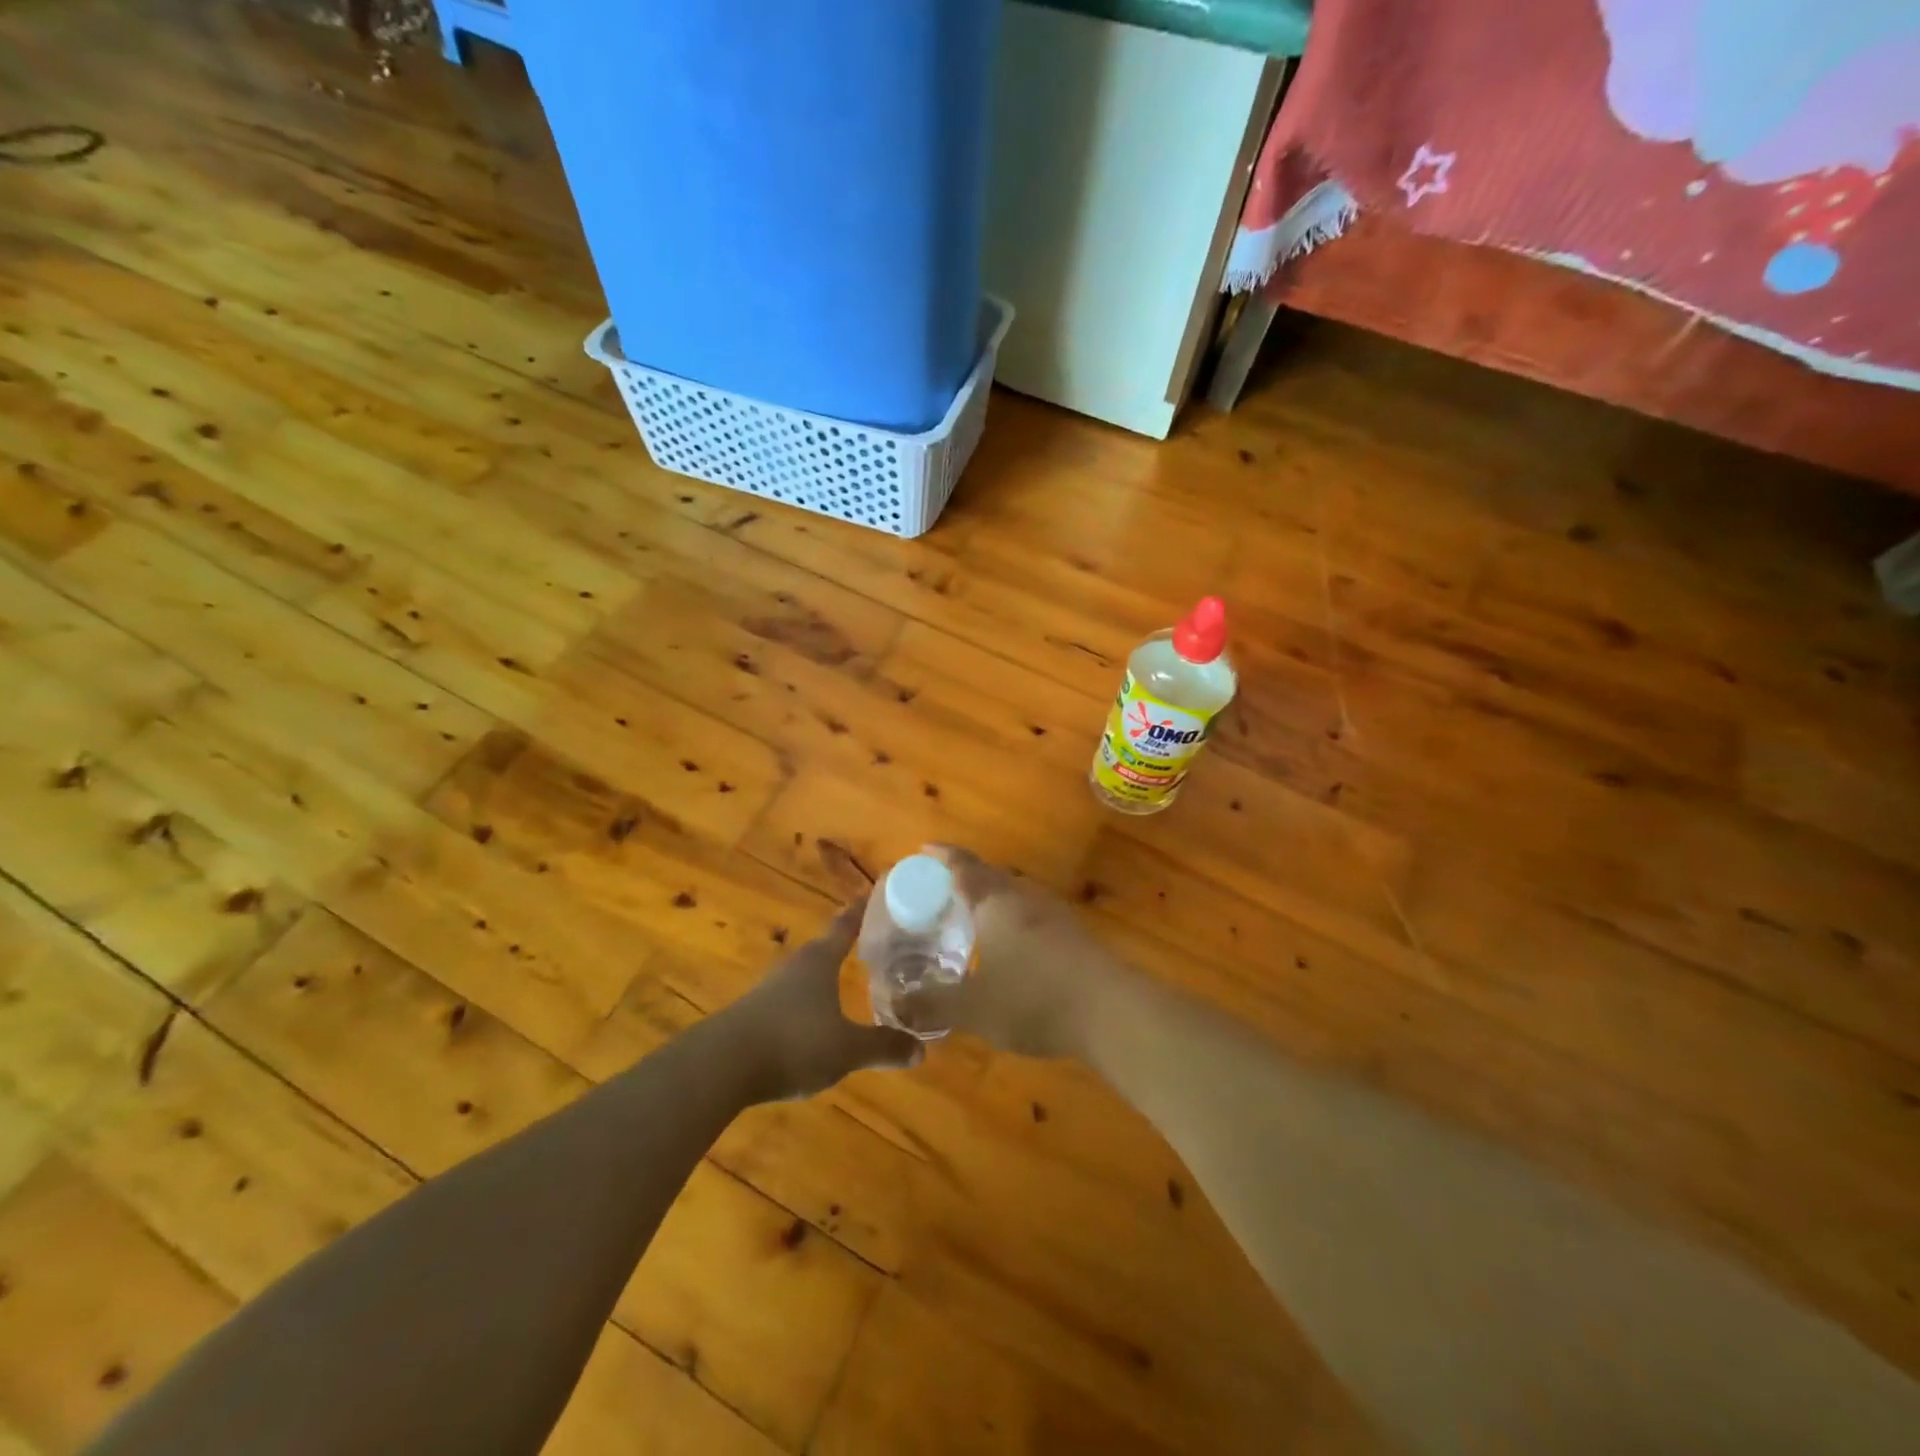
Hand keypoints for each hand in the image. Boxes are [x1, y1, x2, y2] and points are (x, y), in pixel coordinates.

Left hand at [729, 898, 923, 1099]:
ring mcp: (770, 988)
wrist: (721, 1066)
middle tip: (873, 942)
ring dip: (825, 974)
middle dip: (846, 943)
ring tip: (846, 979)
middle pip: (825, 946)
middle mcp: (796, 965)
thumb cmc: (793, 1042)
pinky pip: (790, 998)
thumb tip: (921, 1050)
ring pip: (806, 973)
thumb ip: (882, 1046)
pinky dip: (807, 1000)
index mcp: (820, 960)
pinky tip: (814, 1019)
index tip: (876, 892)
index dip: (862, 909)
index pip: (846, 924)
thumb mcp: (846, 1049)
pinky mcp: (754, 1012)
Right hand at [927, 845, 1119, 1059]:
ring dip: (991, 899)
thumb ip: (932, 1004)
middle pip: (991, 876)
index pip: (964, 866)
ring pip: (1014, 895)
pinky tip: (1009, 947)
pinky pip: (1031, 915)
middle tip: (940, 892)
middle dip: (965, 878)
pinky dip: (1011, 920)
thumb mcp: (974, 1009)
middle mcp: (1024, 898)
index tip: (925, 849)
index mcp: (995, 903)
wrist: (1111, 1011)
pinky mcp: (1073, 934)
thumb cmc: (1034, 999)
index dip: (943, 855)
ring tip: (971, 919)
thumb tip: (896, 1004)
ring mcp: (1054, 914)